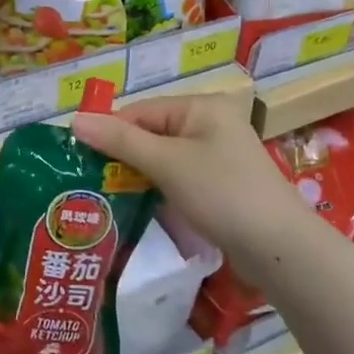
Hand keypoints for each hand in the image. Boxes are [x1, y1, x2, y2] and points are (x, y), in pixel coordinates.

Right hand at [71, 94, 311, 270]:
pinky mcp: (221, 184)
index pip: (140, 110)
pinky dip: (159, 188)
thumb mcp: (166, 163)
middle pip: (152, 133)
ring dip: (138, 175)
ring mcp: (218, 155)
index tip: (78, 160)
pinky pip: (179, 177)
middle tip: (88, 182)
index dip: (109, 132)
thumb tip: (75, 119)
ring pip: (164, 158)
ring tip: (105, 196)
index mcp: (201, 106)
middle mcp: (211, 123)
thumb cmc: (221, 192)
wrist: (278, 247)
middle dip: (122, 156)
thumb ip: (120, 140)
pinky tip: (139, 206)